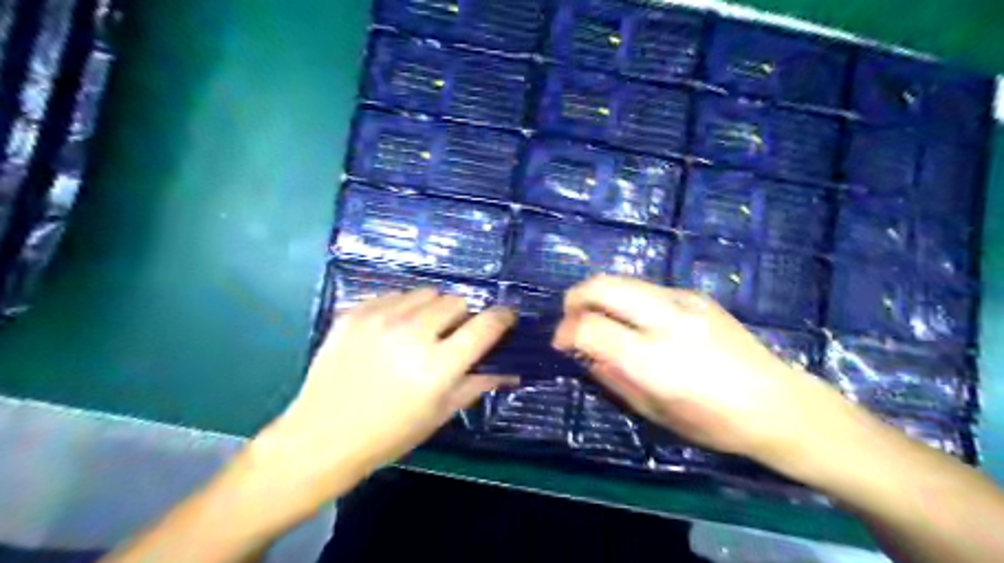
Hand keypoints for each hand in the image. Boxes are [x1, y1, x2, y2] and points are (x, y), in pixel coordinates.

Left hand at [252, 289, 517, 493]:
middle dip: (463, 315)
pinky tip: (393, 331)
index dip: (502, 317)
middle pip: (456, 301)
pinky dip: (404, 308)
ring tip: (421, 331)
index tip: (505, 318)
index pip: (485, 326)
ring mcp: (380, 319)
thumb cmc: (388, 435)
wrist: (321, 437)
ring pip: (427, 293)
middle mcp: (412, 334)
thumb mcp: (439, 414)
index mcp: (437, 366)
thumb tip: (510, 370)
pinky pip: (395, 295)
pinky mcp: (355, 312)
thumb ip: (477, 384)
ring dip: (433, 309)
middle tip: (453, 335)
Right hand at [552, 276, 849, 462]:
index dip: (565, 331)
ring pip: (622, 280)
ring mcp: (683, 301)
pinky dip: (627, 299)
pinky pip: (646, 288)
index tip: (561, 343)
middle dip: (575, 298)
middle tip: (570, 319)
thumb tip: (584, 353)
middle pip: (602, 286)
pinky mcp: (696, 295)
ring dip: (600, 295)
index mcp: (654, 360)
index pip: (591, 327)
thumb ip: (613, 377)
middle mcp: (666, 321)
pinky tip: (637, 321)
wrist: (779, 403)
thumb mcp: (654, 412)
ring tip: (599, 318)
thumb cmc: (714, 423)